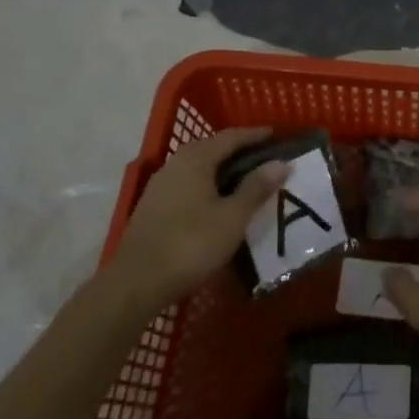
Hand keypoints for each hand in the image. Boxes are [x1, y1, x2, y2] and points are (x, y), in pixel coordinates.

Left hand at [111, 127, 288, 304]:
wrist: (136, 283)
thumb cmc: (191, 244)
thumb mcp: (233, 217)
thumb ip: (256, 187)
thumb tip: (281, 162)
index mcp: (195, 159)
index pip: (230, 137)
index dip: (254, 135)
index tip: (276, 135)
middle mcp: (174, 165)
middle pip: (211, 148)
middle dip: (238, 150)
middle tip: (264, 157)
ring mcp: (160, 187)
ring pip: (198, 168)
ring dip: (222, 169)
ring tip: (246, 179)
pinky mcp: (153, 208)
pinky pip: (188, 184)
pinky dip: (208, 185)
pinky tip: (219, 201)